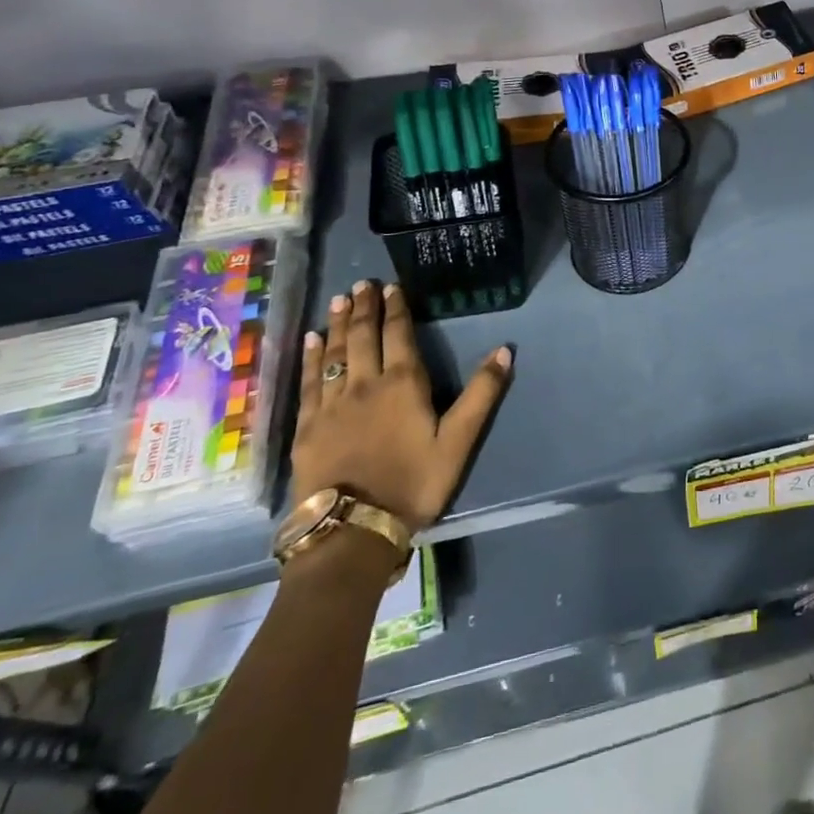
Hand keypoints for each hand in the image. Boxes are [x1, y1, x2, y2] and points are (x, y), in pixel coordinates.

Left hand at [293, 280, 513, 534]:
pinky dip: (311, 357)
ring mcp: (331, 404)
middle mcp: (365, 383)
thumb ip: (482, 394)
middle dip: (364, 308)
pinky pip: (309, 381)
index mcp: (403, 383)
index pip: (398, 334)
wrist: (353, 529)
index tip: (391, 286)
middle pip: (362, 336)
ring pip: (334, 353)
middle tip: (362, 284)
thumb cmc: (413, 483)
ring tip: (339, 300)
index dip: (396, 308)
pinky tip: (311, 342)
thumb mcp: (459, 440)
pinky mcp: (307, 426)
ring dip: (337, 323)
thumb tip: (505, 350)